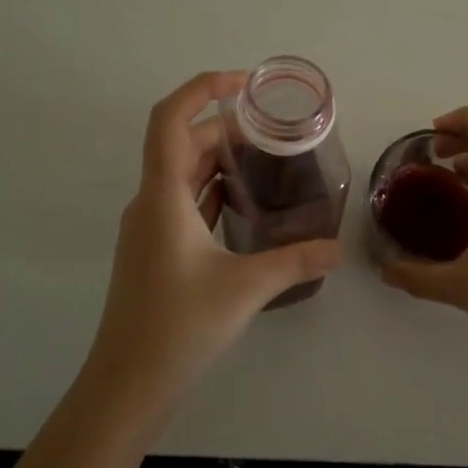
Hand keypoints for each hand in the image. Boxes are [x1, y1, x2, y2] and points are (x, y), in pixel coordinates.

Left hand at [85, 72, 343, 410]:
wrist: (127, 385)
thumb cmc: (178, 327)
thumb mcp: (245, 289)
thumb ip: (296, 262)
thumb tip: (339, 249)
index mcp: (162, 197)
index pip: (169, 119)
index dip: (202, 88)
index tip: (244, 82)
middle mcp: (151, 202)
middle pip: (183, 143)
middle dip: (227, 126)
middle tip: (276, 130)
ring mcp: (150, 227)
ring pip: (184, 173)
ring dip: (220, 158)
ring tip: (269, 159)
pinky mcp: (156, 250)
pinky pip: (184, 201)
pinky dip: (213, 189)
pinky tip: (247, 202)